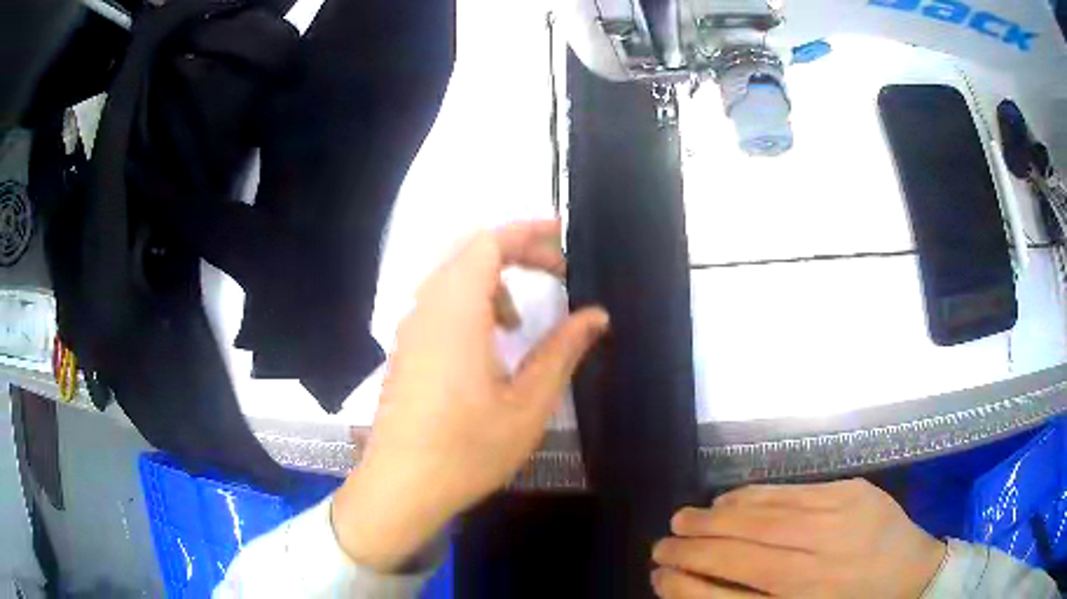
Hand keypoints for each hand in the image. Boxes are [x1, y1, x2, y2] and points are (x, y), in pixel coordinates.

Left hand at [332, 220, 608, 571]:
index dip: (529, 232)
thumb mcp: (528, 404)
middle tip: (557, 273)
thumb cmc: (468, 449)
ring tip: (519, 322)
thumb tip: (596, 315)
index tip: (565, 238)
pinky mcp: (406, 348)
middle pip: (470, 251)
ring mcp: (411, 328)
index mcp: (456, 312)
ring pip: (453, 276)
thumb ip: (562, 351)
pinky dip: (471, 301)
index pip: (489, 242)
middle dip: (517, 251)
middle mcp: (427, 308)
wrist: (402, 485)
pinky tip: (488, 345)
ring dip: (492, 280)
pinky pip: (439, 301)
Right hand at [651, 479, 946, 597]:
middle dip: (688, 549)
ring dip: (712, 519)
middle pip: (735, 556)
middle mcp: (813, 569)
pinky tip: (728, 500)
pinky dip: (751, 496)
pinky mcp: (851, 493)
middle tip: (661, 543)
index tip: (658, 575)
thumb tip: (698, 587)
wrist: (913, 576)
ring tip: (683, 519)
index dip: (683, 586)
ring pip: (758, 518)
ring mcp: (836, 523)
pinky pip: (789, 492)